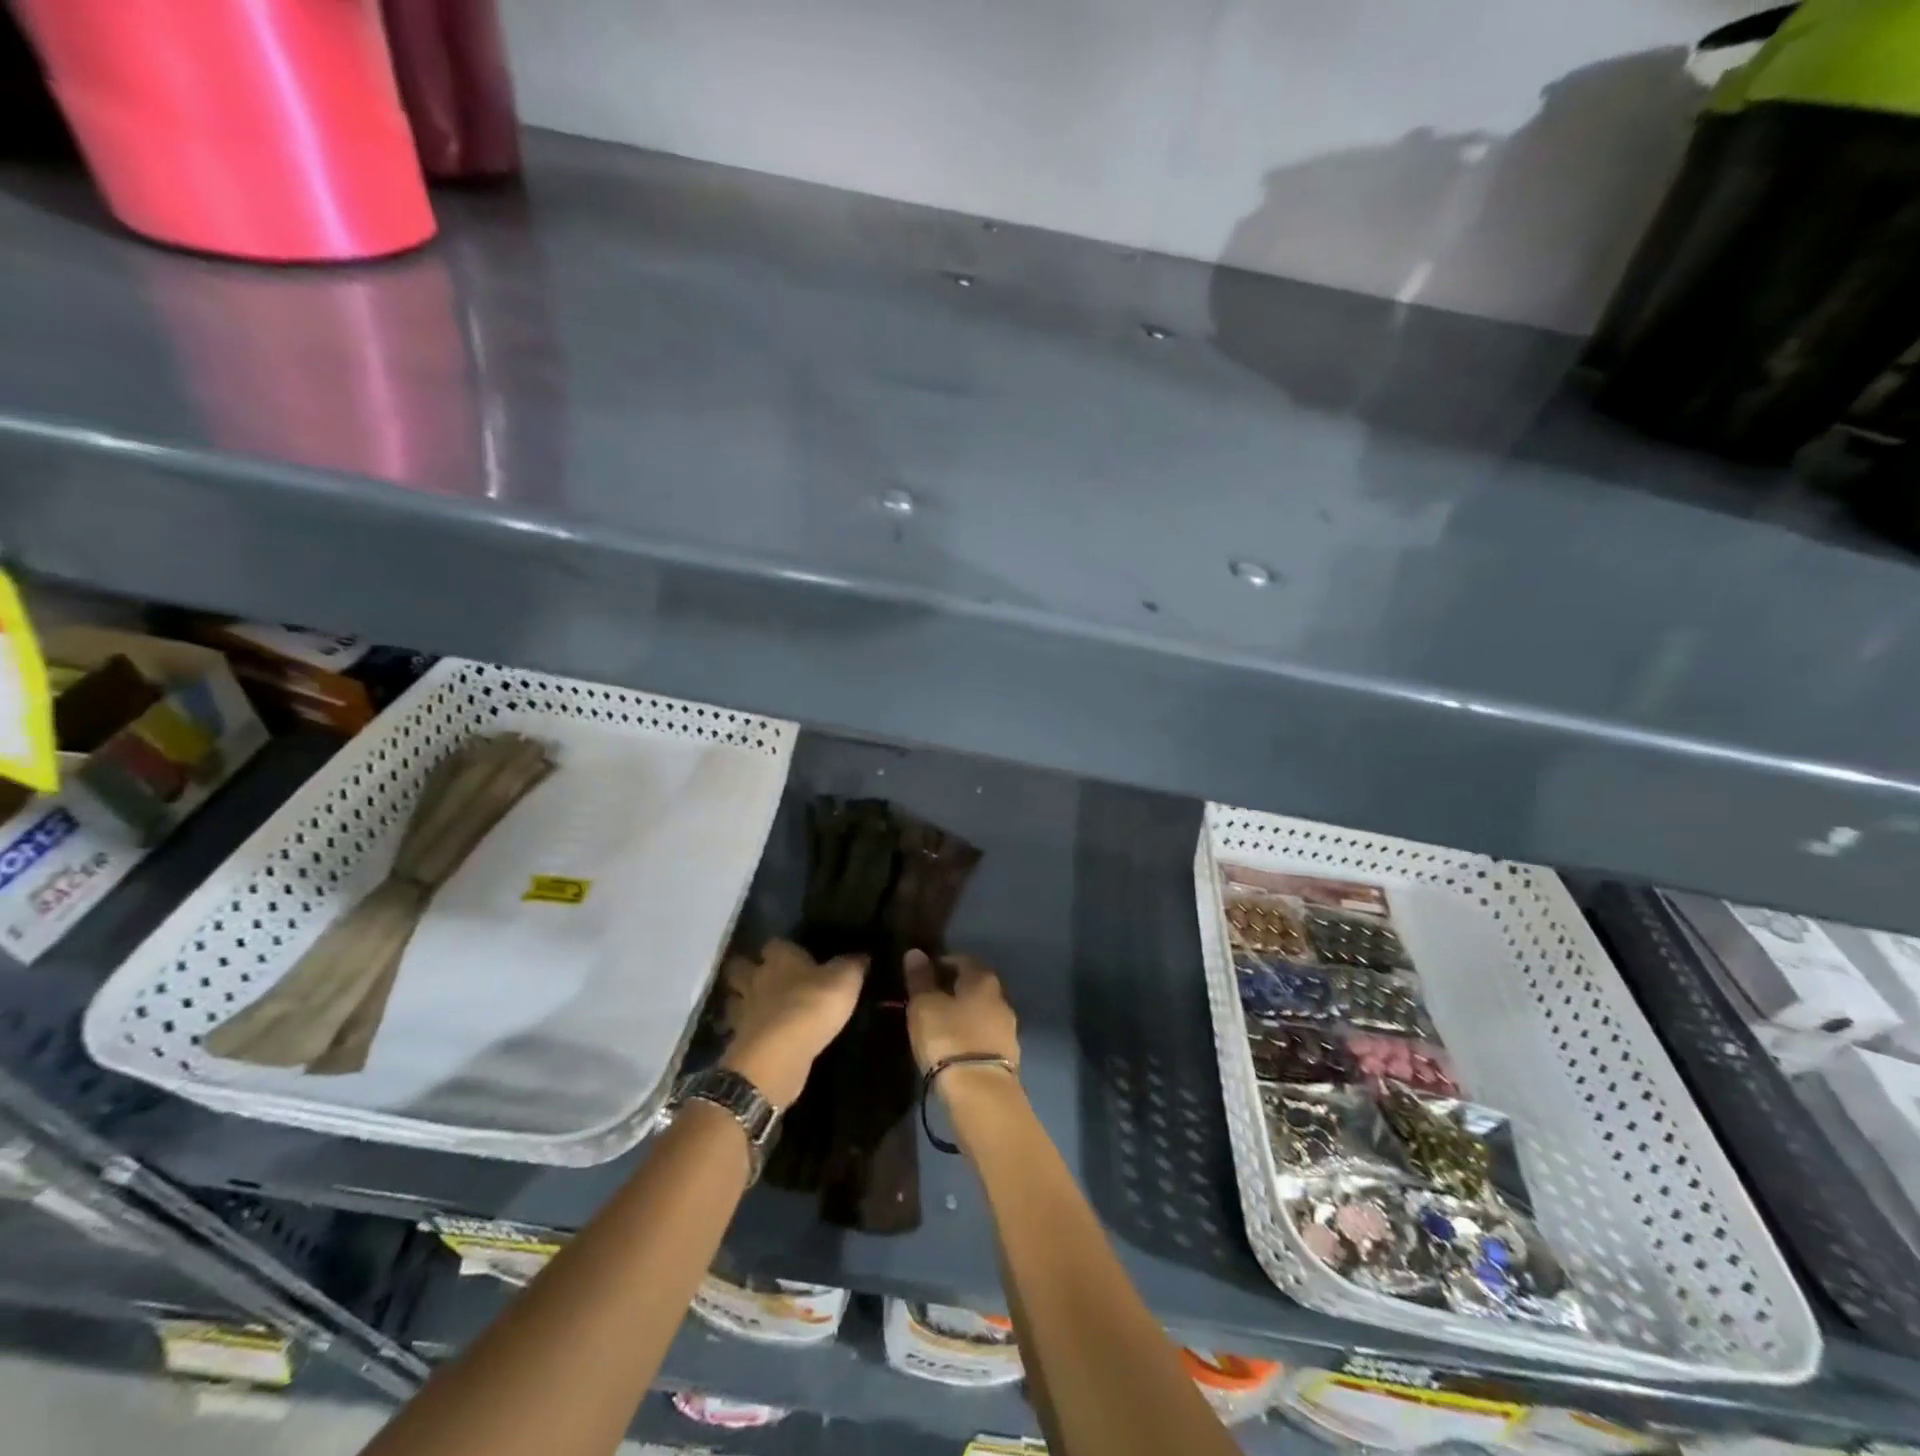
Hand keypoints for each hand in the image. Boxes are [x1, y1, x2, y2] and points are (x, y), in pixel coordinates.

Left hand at [719, 939, 866, 1109]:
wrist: (778, 1055)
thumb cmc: (812, 1006)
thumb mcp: (844, 981)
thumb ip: (852, 966)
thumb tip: (862, 955)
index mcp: (780, 959)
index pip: (774, 943)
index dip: (781, 948)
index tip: (792, 954)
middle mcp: (757, 979)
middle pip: (740, 967)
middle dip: (748, 970)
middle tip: (764, 977)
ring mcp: (744, 1012)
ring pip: (734, 999)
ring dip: (742, 1001)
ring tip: (757, 1007)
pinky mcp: (740, 1042)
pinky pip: (738, 1031)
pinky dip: (745, 1032)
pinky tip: (758, 1036)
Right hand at [902, 950, 1019, 1093]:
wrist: (981, 1092)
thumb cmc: (949, 1038)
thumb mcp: (925, 1006)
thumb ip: (920, 979)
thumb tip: (915, 952)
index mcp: (983, 980)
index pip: (963, 960)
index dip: (943, 963)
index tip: (925, 973)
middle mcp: (1001, 999)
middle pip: (976, 987)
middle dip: (955, 989)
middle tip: (931, 999)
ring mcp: (1008, 1029)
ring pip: (982, 1013)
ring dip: (965, 1015)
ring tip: (941, 1026)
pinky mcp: (1008, 1057)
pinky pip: (985, 1037)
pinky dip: (971, 1036)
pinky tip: (956, 1047)